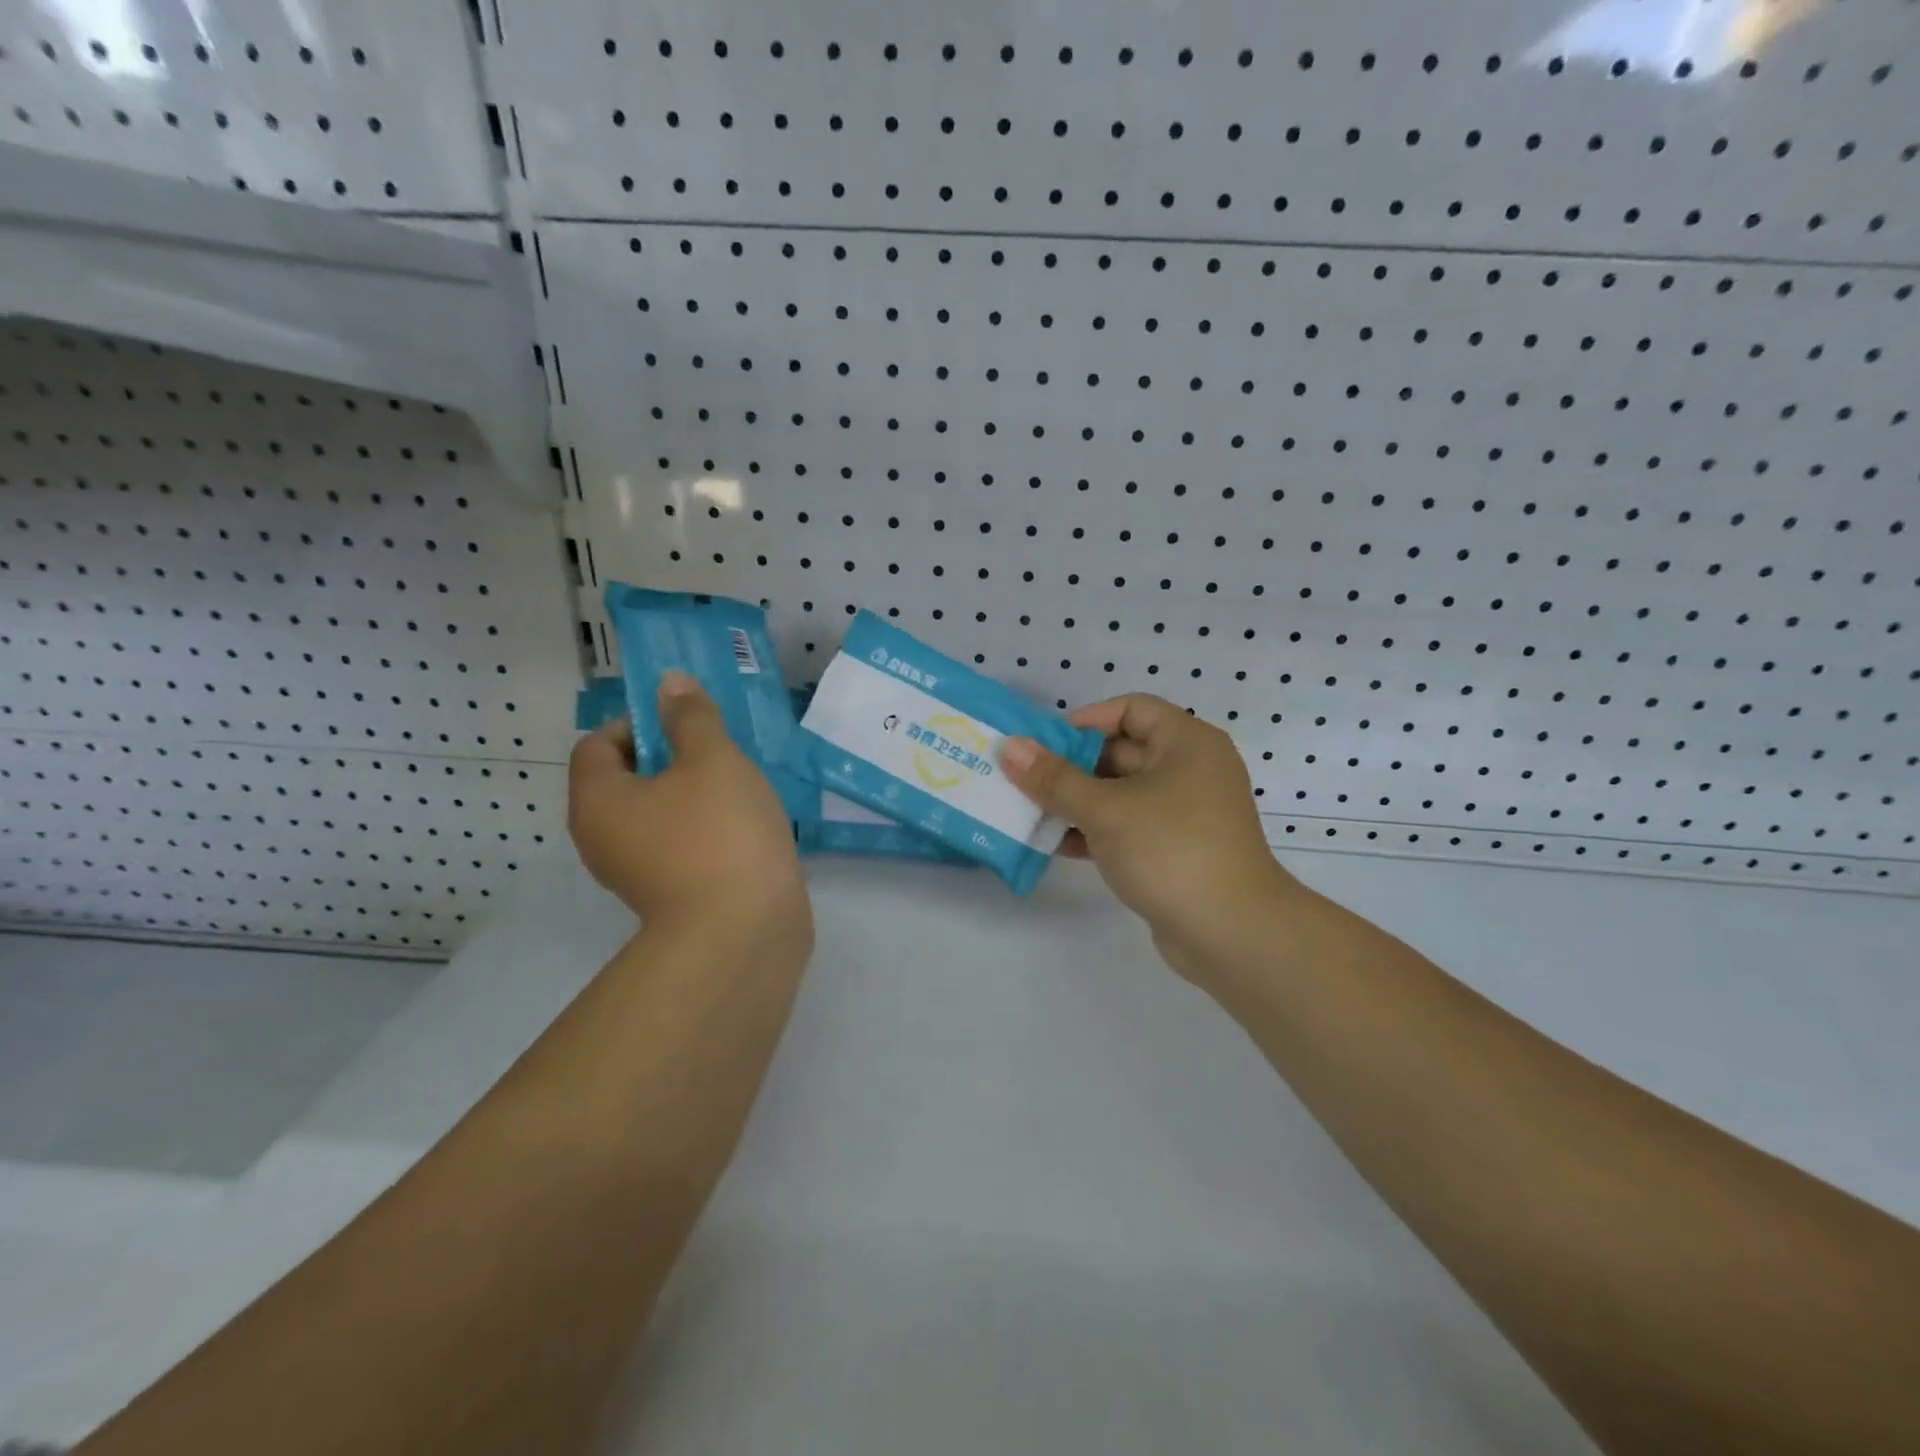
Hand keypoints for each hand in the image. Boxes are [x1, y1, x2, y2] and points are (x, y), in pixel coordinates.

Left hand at [568, 672, 809, 942]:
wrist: (743, 932)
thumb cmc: (720, 833)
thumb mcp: (712, 759)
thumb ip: (690, 717)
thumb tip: (668, 683)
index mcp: (598, 800)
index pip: (597, 743)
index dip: (638, 723)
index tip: (686, 725)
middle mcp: (602, 838)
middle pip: (625, 779)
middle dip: (671, 757)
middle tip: (718, 754)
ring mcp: (633, 873)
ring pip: (656, 813)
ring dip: (691, 794)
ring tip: (737, 789)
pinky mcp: (667, 896)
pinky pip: (677, 844)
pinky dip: (702, 829)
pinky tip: (742, 828)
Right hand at [999, 696, 1293, 978]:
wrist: (1232, 933)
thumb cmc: (1170, 850)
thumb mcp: (1105, 810)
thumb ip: (1054, 778)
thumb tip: (1010, 746)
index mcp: (1186, 742)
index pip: (1130, 709)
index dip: (1084, 721)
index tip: (1043, 743)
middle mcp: (1189, 769)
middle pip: (1121, 752)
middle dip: (1070, 766)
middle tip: (1022, 779)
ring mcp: (1183, 812)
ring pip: (1119, 794)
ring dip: (1075, 802)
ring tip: (1027, 811)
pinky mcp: (1174, 849)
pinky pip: (1127, 826)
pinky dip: (1094, 831)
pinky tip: (1053, 843)